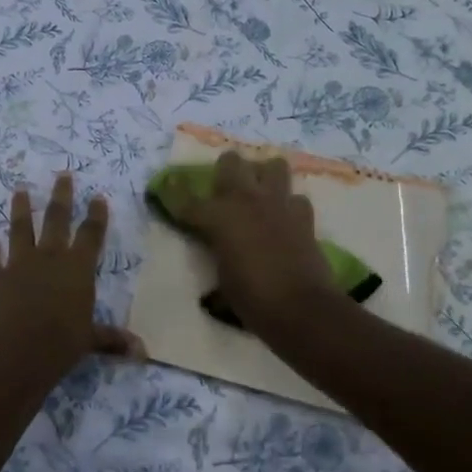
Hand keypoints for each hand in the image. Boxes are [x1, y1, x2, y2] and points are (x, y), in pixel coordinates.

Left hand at [0, 174, 141, 378]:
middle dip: (61, 195)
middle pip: (56, 219)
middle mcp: (49, 258)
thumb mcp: (90, 340)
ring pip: (20, 229)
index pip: (91, 234)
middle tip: (62, 174)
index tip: (97, 196)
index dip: (96, 215)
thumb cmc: (61, 344)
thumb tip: (142, 352)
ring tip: (19, 189)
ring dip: (20, 208)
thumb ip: (112, 339)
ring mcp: (18, 265)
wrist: (16, 353)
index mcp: (77, 268)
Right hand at [168, 151, 342, 337]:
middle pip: (230, 162)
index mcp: (218, 217)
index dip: (175, 192)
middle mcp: (246, 200)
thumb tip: (219, 251)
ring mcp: (278, 204)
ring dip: (264, 175)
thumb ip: (218, 252)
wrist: (301, 309)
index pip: (188, 200)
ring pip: (273, 166)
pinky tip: (285, 218)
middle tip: (224, 187)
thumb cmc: (252, 299)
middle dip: (225, 170)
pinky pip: (296, 198)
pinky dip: (289, 205)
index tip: (168, 185)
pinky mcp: (304, 216)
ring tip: (260, 192)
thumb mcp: (222, 277)